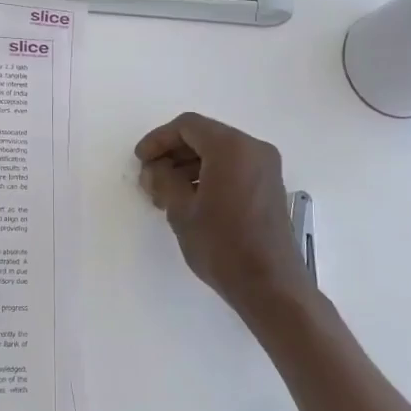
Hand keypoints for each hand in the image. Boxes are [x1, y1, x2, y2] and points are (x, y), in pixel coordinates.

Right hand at [136, 112, 313, 321]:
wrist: (270, 284)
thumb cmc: (222, 245)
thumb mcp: (182, 211)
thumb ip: (163, 181)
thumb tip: (153, 169)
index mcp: (231, 148)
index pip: (188, 126)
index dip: (159, 139)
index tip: (141, 161)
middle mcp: (253, 148)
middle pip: (205, 136)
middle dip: (173, 153)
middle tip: (151, 178)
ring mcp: (265, 167)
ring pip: (219, 153)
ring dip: (189, 165)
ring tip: (166, 193)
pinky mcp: (269, 186)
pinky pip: (233, 167)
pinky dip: (209, 175)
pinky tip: (190, 199)